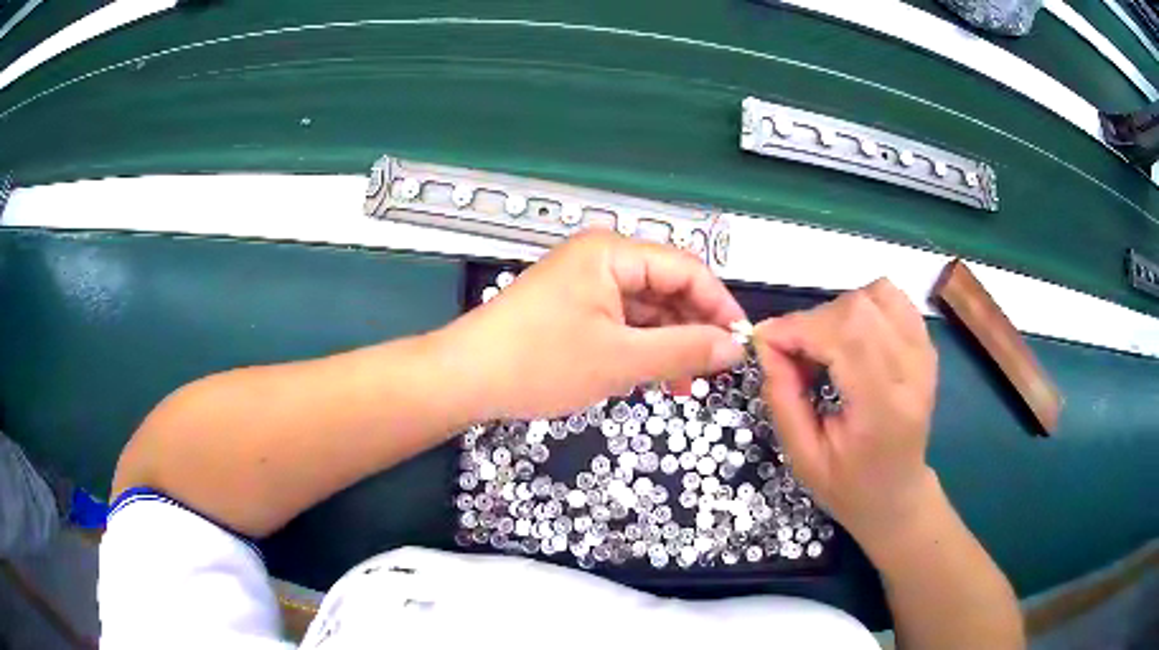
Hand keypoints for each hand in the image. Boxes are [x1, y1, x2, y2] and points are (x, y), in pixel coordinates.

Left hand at [440, 230, 746, 419]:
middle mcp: (601, 259)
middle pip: (667, 287)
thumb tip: (732, 347)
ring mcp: (585, 284)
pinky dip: (642, 347)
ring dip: (669, 343)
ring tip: (685, 383)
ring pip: (646, 309)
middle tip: (713, 370)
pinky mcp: (573, 308)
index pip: (687, 269)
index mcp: (612, 252)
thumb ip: (683, 350)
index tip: (739, 343)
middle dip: (693, 329)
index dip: (719, 305)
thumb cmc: (538, 362)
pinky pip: (623, 322)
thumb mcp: (620, 360)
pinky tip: (654, 376)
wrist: (466, 378)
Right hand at [754, 279, 938, 545]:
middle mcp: (912, 372)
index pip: (843, 337)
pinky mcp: (927, 347)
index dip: (797, 328)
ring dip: (839, 311)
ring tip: (825, 346)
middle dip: (812, 321)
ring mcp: (925, 355)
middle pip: (858, 309)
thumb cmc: (848, 486)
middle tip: (793, 353)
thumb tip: (765, 343)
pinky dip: (865, 306)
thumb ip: (782, 397)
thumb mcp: (802, 457)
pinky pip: (895, 300)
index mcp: (882, 409)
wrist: (897, 494)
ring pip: (877, 294)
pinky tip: (851, 337)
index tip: (764, 342)